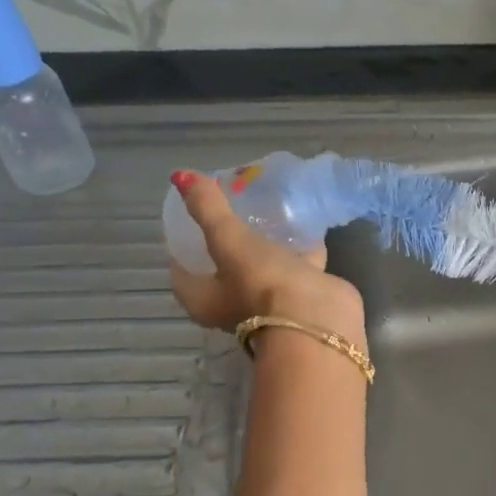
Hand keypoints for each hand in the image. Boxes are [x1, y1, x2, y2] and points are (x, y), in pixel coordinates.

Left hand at [169, 173, 364, 342]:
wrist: (316, 319)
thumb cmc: (261, 284)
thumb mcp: (229, 241)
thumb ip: (208, 209)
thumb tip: (180, 175)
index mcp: (202, 299)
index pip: (182, 266)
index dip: (184, 239)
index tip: (194, 211)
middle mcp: (232, 303)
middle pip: (223, 264)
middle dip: (228, 236)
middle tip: (233, 202)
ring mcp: (269, 301)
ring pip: (262, 264)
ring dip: (265, 241)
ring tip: (267, 206)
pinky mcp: (302, 295)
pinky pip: (296, 264)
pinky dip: (299, 245)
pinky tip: (304, 221)